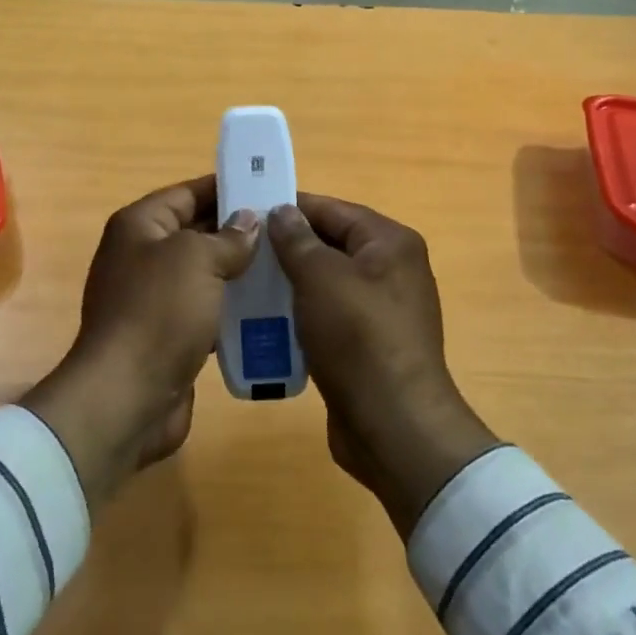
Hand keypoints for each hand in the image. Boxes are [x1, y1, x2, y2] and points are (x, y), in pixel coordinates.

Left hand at [24, 175, 257, 512]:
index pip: (186, 193)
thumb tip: (248, 221)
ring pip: (203, 273)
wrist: (127, 397)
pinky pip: (205, 310)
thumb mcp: (197, 259)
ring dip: (238, 271)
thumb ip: (227, 237)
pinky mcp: (167, 335)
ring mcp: (153, 299)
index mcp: (139, 226)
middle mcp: (142, 256)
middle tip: (284, 228)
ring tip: (284, 265)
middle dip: (237, 229)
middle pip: (195, 231)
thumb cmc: (159, 312)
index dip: (224, 187)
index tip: (264, 186)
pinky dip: (232, 308)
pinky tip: (268, 308)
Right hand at [268, 194, 498, 537]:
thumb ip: (297, 239)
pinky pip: (329, 315)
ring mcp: (382, 308)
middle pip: (330, 243)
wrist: (394, 426)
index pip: (332, 209)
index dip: (289, 208)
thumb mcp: (320, 278)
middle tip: (241, 250)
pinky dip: (301, 314)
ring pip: (326, 281)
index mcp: (390, 242)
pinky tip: (267, 320)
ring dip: (290, 283)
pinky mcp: (369, 343)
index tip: (247, 212)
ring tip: (246, 284)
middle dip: (287, 247)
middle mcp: (392, 269)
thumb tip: (282, 211)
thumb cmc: (358, 338)